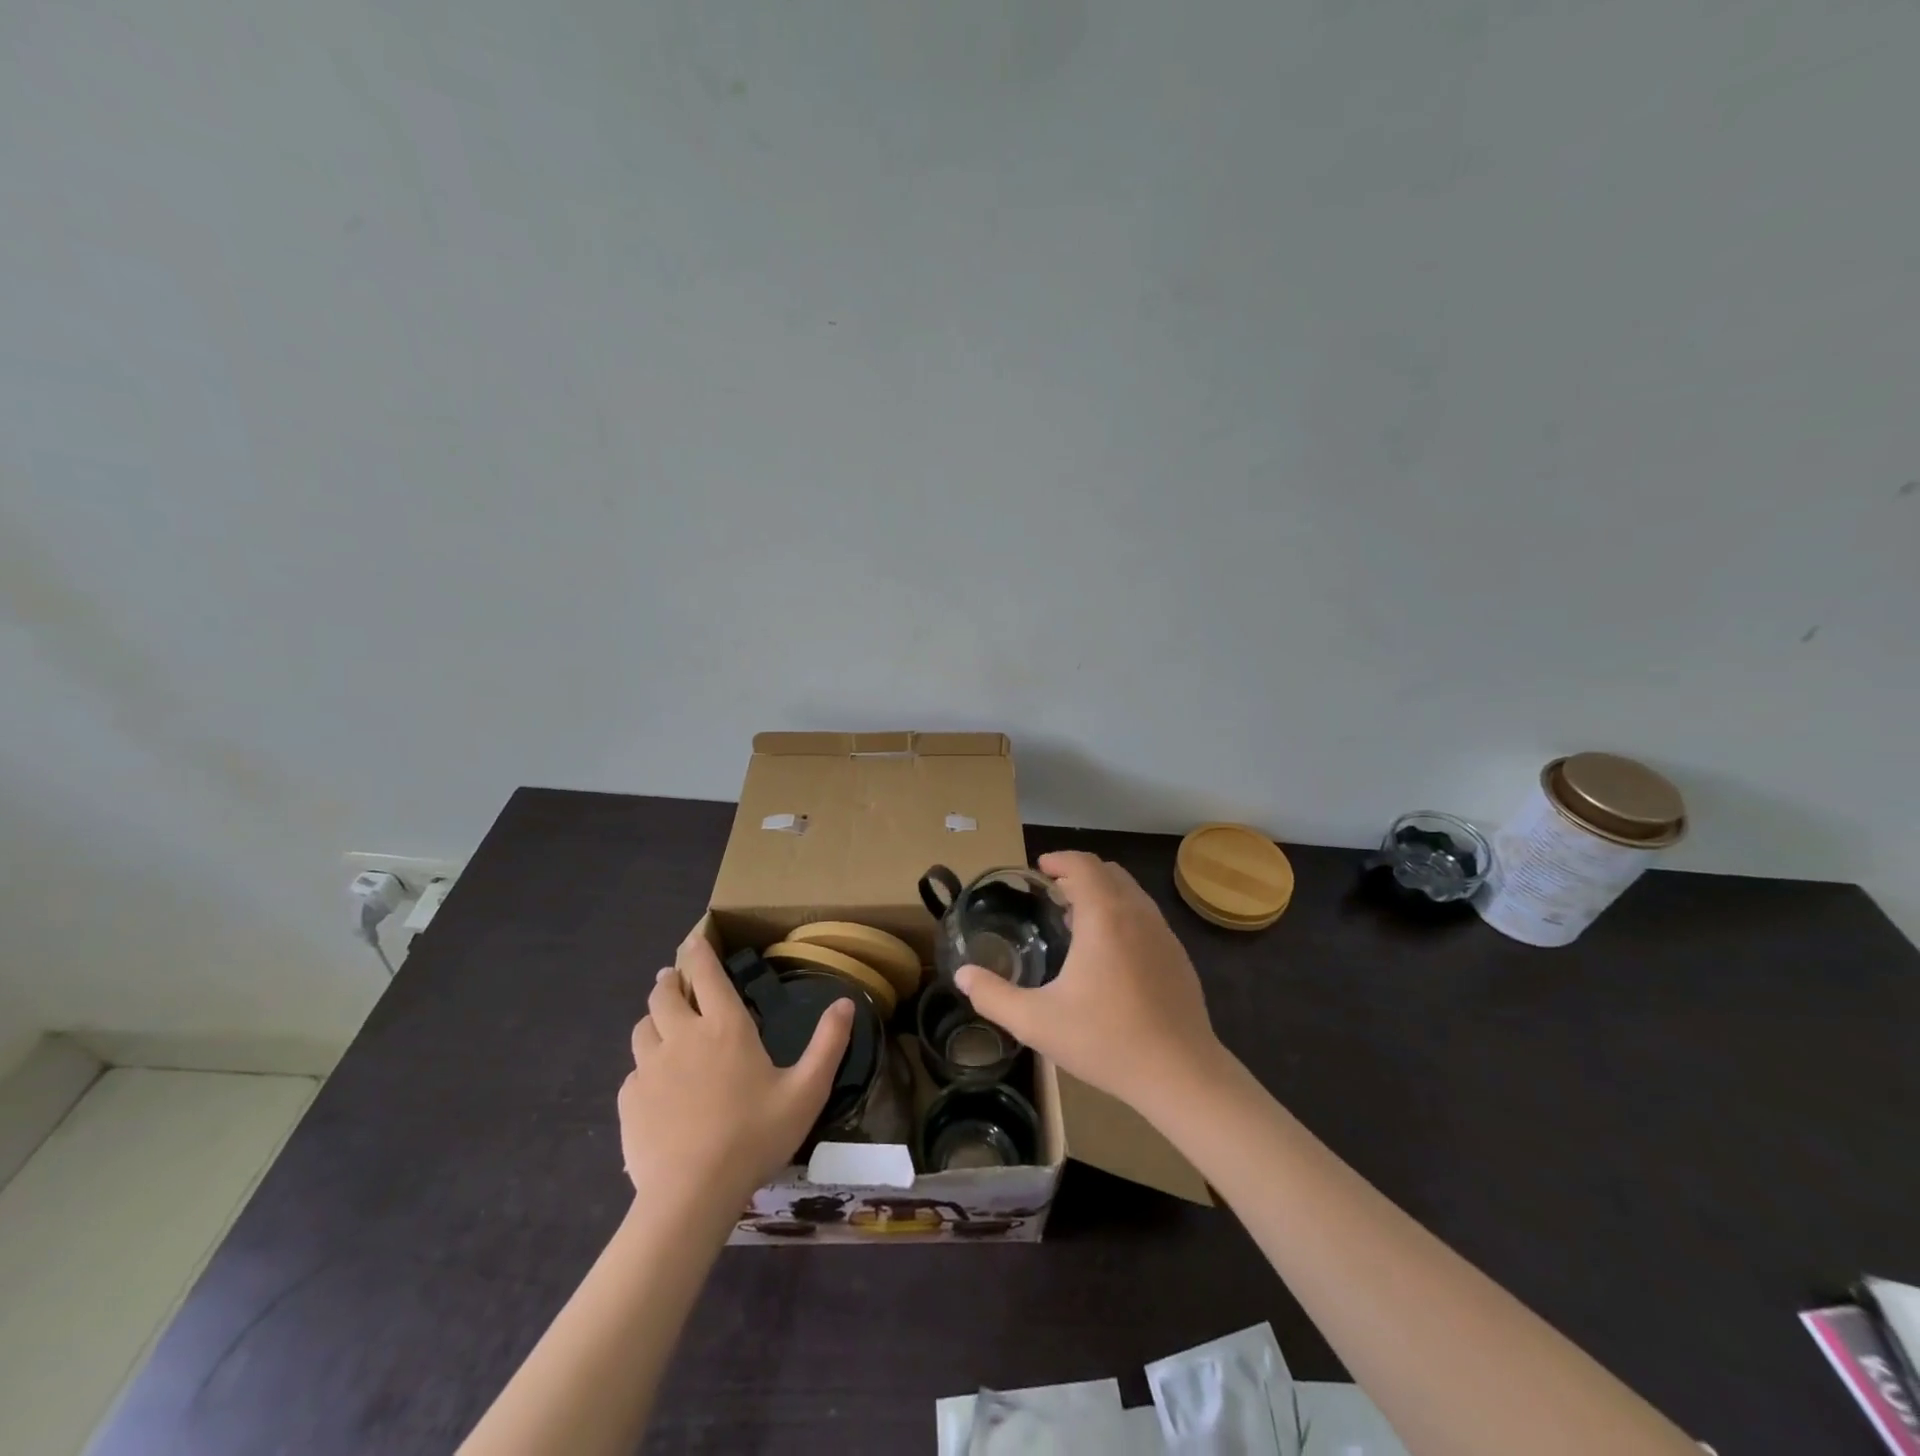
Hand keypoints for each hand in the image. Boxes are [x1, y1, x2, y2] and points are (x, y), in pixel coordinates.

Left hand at [618, 933, 852, 1206]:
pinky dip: (644, 1066)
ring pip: (643, 1027)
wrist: (692, 1195)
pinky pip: (633, 1070)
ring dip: (654, 1019)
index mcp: (725, 1027)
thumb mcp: (806, 1091)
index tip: (693, 940)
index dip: (698, 952)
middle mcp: (683, 1036)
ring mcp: (650, 1067)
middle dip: (670, 981)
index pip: (706, 974)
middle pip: (664, 994)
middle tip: (675, 980)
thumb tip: (846, 1003)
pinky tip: (655, 1084)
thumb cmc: (755, 1136)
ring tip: (663, 1025)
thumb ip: (828, 1044)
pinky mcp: (629, 1100)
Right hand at [956, 851, 1228, 1118]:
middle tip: (1052, 894)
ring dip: (1102, 894)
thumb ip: (993, 996)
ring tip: (1076, 921)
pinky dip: (1123, 914)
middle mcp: (1136, 913)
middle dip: (1078, 874)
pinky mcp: (1179, 955)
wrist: (1180, 1073)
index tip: (1039, 869)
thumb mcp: (1037, 1022)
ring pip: (1130, 893)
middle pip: (1108, 872)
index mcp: (1104, 916)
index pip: (1082, 864)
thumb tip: (962, 975)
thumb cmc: (1105, 1040)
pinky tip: (1109, 954)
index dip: (1059, 859)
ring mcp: (1163, 933)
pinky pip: (1145, 916)